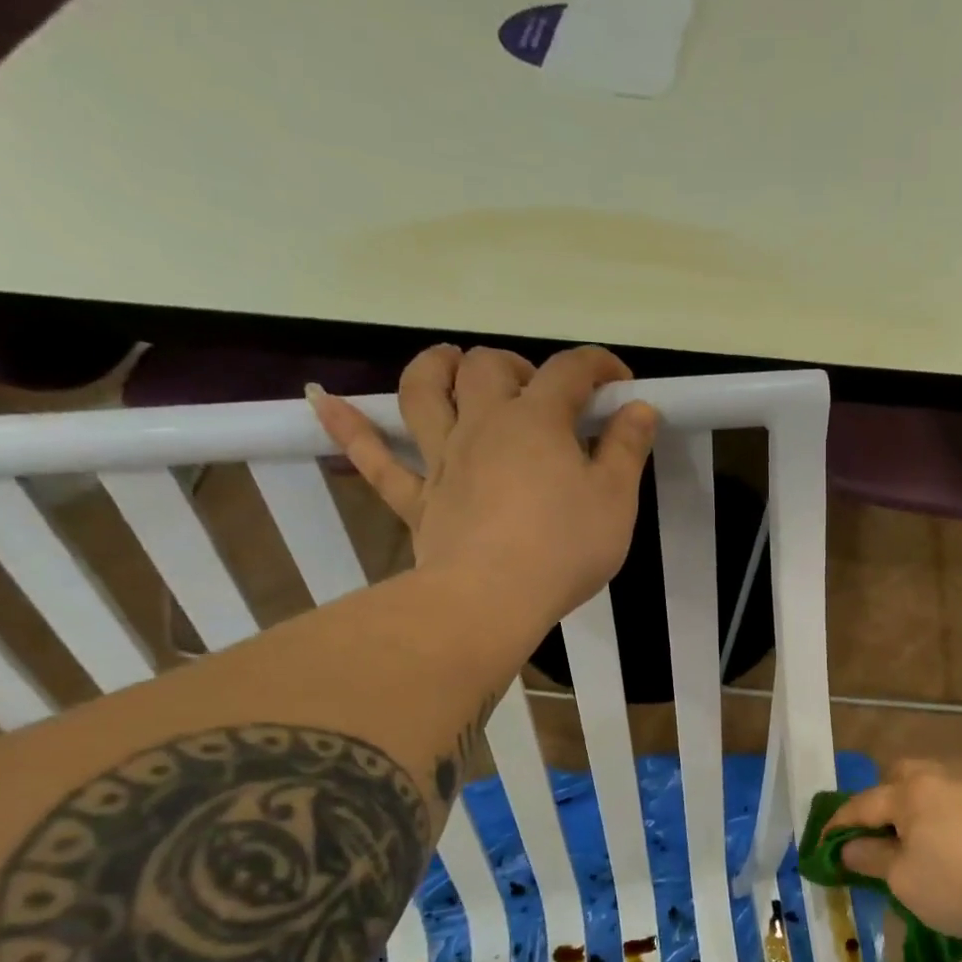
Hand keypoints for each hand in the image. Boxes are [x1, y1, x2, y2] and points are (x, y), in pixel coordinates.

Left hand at [307, 344, 656, 616]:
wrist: (491, 599)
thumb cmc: (564, 548)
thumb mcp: (616, 501)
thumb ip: (627, 450)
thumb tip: (639, 407)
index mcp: (537, 421)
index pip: (570, 371)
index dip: (598, 366)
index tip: (620, 382)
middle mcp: (483, 424)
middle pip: (489, 367)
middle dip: (517, 366)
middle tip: (539, 391)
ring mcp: (443, 459)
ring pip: (423, 392)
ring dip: (433, 367)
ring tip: (448, 362)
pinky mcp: (418, 498)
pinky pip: (374, 459)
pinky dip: (349, 427)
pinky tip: (322, 401)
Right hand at [831, 761, 961, 941]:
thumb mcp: (905, 880)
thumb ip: (872, 859)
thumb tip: (849, 848)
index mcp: (911, 793)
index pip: (861, 804)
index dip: (837, 826)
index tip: (820, 846)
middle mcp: (940, 782)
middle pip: (900, 777)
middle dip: (880, 802)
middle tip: (873, 836)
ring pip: (929, 793)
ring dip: (911, 815)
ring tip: (907, 851)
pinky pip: (952, 810)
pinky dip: (937, 826)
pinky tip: (944, 855)